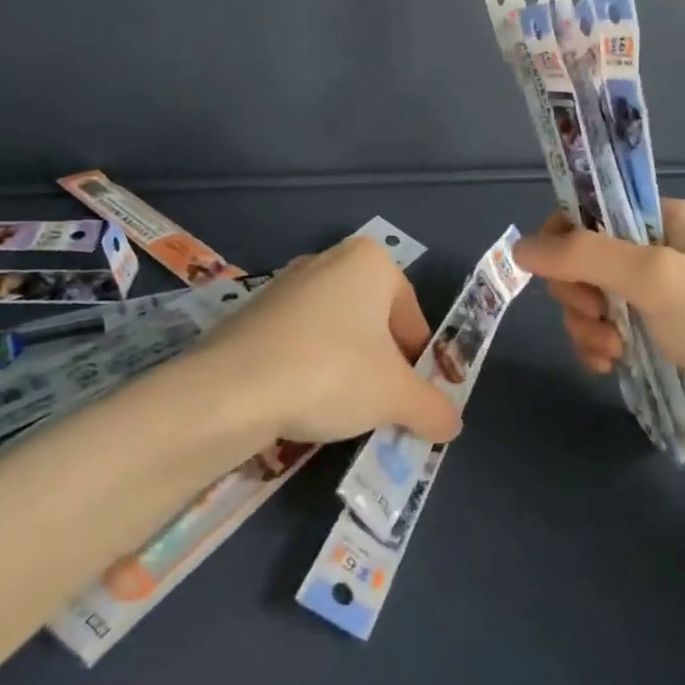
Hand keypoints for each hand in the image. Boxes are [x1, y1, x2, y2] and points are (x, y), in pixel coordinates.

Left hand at [188, 236, 463, 449]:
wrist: (230, 389)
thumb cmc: (332, 374)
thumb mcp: (396, 397)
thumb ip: (433, 407)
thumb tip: (453, 423)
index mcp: (369, 261)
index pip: (412, 316)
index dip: (418, 362)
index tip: (411, 397)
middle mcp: (327, 260)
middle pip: (373, 322)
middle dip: (381, 365)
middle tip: (379, 405)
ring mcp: (284, 284)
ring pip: (335, 332)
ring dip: (346, 369)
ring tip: (339, 410)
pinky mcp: (251, 312)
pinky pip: (297, 341)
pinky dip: (308, 369)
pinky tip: (301, 402)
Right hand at [514, 201, 684, 456]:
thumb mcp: (654, 277)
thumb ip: (583, 256)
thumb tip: (519, 248)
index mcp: (664, 220)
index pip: (588, 213)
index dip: (564, 242)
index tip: (563, 276)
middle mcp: (657, 253)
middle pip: (581, 262)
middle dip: (579, 294)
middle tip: (601, 317)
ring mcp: (656, 300)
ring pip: (588, 303)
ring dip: (588, 328)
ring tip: (613, 353)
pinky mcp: (654, 340)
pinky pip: (603, 335)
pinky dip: (598, 349)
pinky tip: (610, 367)